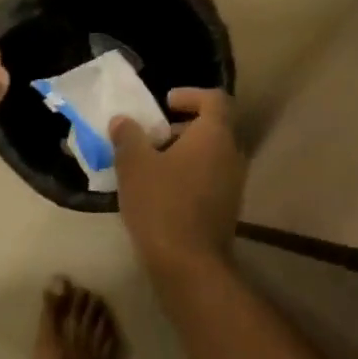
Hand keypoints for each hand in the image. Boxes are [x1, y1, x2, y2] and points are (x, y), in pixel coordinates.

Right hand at [111, 88, 244, 273]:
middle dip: (181, 127)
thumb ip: (128, 136)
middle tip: (151, 136)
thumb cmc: (162, 204)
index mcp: (215, 135)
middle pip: (212, 128)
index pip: (214, 99)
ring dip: (183, 153)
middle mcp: (232, 154)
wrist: (189, 264)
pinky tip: (160, 192)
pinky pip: (209, 179)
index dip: (190, 94)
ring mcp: (234, 184)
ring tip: (150, 165)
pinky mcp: (227, 208)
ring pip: (210, 155)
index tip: (165, 103)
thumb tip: (123, 121)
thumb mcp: (134, 165)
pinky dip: (188, 175)